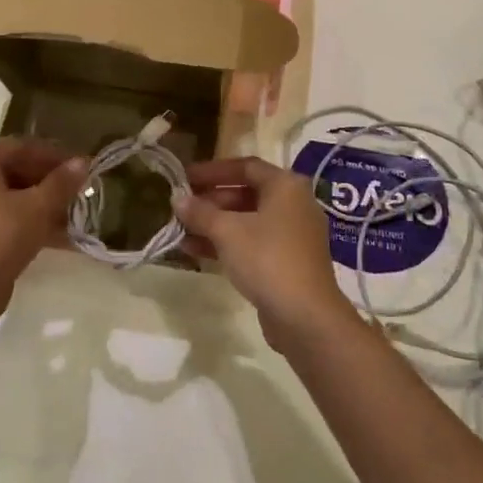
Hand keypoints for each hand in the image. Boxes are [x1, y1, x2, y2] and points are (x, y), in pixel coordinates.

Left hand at [0, 138, 87, 319]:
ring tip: (72, 212)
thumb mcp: (38, 207)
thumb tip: (82, 161)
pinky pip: (3, 215)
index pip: (22, 146)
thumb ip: (62, 182)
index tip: (80, 166)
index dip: (54, 155)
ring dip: (42, 201)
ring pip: (11, 194)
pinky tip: (57, 233)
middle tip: (78, 189)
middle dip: (49, 180)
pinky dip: (28, 219)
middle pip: (15, 169)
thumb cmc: (1, 237)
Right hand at [175, 159, 347, 337]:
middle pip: (246, 193)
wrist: (305, 317)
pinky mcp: (287, 261)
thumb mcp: (227, 231)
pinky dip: (227, 243)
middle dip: (211, 200)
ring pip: (247, 220)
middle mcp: (293, 204)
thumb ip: (200, 212)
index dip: (212, 170)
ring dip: (214, 224)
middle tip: (181, 207)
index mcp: (285, 185)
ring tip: (181, 231)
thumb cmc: (267, 259)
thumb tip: (177, 198)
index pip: (245, 166)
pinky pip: (253, 242)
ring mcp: (292, 234)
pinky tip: (195, 251)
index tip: (184, 178)